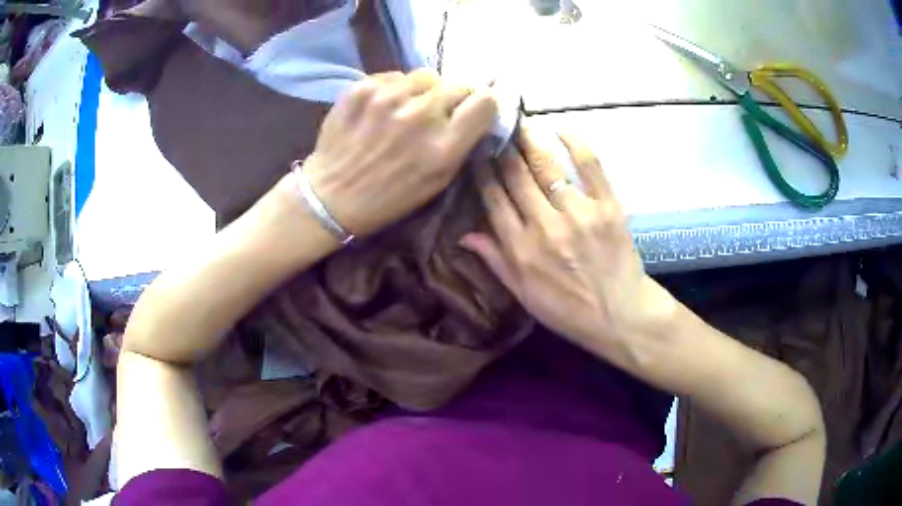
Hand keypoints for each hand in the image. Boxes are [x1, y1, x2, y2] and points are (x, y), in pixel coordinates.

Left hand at [301, 69, 497, 236]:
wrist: (331, 196)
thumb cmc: (389, 196)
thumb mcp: (437, 182)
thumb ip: (461, 144)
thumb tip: (477, 109)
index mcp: (442, 147)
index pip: (485, 101)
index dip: (484, 103)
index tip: (474, 109)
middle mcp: (419, 116)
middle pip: (459, 84)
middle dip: (455, 97)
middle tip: (439, 112)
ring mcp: (388, 98)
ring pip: (427, 75)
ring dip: (425, 90)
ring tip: (409, 108)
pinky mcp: (363, 88)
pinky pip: (396, 76)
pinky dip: (396, 88)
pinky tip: (384, 108)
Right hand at [461, 125, 676, 355]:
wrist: (620, 316)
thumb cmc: (568, 310)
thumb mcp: (523, 294)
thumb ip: (495, 261)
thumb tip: (463, 235)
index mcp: (520, 248)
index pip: (493, 198)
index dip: (482, 171)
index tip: (476, 152)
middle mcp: (544, 224)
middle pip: (515, 175)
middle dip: (501, 147)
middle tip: (494, 127)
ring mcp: (578, 211)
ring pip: (546, 165)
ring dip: (528, 140)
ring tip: (518, 123)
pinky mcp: (607, 205)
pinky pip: (590, 165)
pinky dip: (575, 142)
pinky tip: (560, 128)